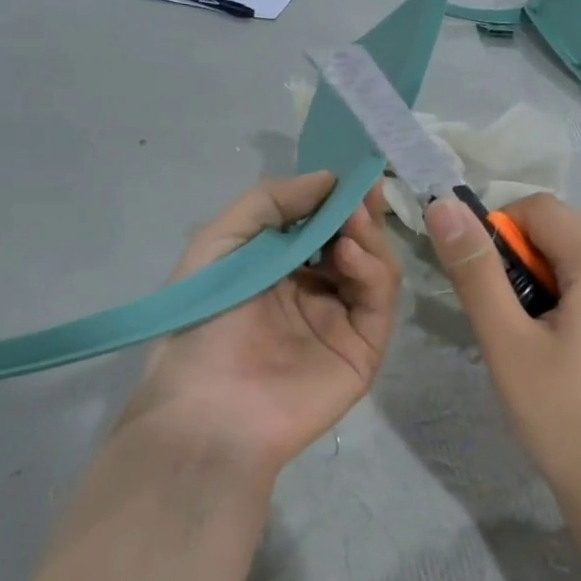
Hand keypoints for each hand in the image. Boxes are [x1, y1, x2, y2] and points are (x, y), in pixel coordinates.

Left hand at [126, 172, 401, 476]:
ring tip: (352, 220)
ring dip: (368, 238)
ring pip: (375, 269)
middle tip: (362, 189)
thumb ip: (269, 202)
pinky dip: (372, 272)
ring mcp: (342, 322)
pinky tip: (349, 254)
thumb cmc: (202, 323)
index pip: (322, 226)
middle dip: (359, 213)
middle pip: (355, 244)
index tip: (350, 171)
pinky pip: (378, 303)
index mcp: (280, 270)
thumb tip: (328, 178)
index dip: (336, 198)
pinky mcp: (363, 351)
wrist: (206, 409)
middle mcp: (315, 293)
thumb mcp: (219, 243)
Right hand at [424, 192, 580, 534]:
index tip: (483, 284)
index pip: (542, 209)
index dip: (499, 231)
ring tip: (532, 345)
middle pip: (565, 237)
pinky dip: (575, 306)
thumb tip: (444, 206)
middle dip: (523, 265)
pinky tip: (565, 358)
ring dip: (547, 287)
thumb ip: (475, 270)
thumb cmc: (560, 416)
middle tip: (505, 324)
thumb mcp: (506, 341)